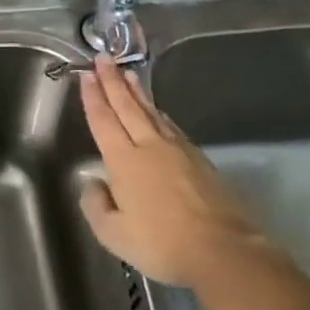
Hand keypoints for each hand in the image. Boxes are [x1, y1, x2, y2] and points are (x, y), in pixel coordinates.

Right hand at [78, 55, 274, 289]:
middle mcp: (150, 147)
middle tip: (104, 59)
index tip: (87, 75)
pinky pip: (171, 126)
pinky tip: (157, 111)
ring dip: (137, 92)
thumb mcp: (113, 234)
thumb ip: (96, 205)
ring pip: (152, 112)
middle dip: (113, 82)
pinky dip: (158, 113)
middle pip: (128, 107)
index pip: (104, 121)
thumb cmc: (161, 244)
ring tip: (128, 75)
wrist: (222, 250)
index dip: (93, 97)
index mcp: (124, 161)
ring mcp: (178, 151)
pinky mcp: (200, 160)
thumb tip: (93, 182)